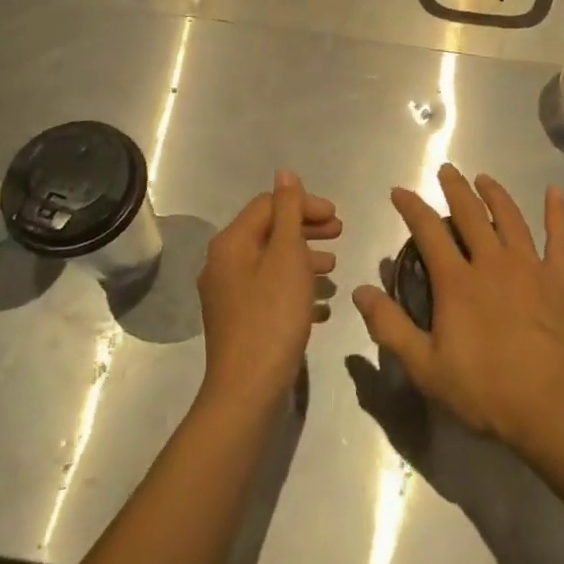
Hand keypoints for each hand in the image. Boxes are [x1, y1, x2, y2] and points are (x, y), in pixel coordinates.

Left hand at [198, 170, 339, 412]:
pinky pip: (270, 292)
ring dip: (304, 259)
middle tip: (340, 234)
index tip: (337, 218)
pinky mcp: (238, 322)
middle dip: (306, 230)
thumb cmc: (273, 316)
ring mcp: (228, 295)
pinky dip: (295, 289)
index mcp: (231, 243)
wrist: (248, 390)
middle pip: (269, 232)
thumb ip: (289, 211)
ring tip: (333, 269)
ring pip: (271, 263)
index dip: (304, 204)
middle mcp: (223, 264)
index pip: (268, 205)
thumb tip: (285, 172)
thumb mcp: (287, 256)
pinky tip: (321, 305)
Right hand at [352, 164, 563, 453]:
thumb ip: (390, 327)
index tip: (400, 191)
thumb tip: (360, 291)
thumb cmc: (485, 390)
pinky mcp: (559, 281)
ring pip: (510, 218)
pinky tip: (555, 192)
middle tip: (446, 170)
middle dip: (454, 189)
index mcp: (457, 281)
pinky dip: (557, 214)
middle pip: (470, 214)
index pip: (428, 231)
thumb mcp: (425, 367)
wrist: (552, 405)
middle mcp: (491, 263)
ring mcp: (529, 268)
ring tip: (484, 179)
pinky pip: (559, 239)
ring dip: (495, 194)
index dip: (412, 208)